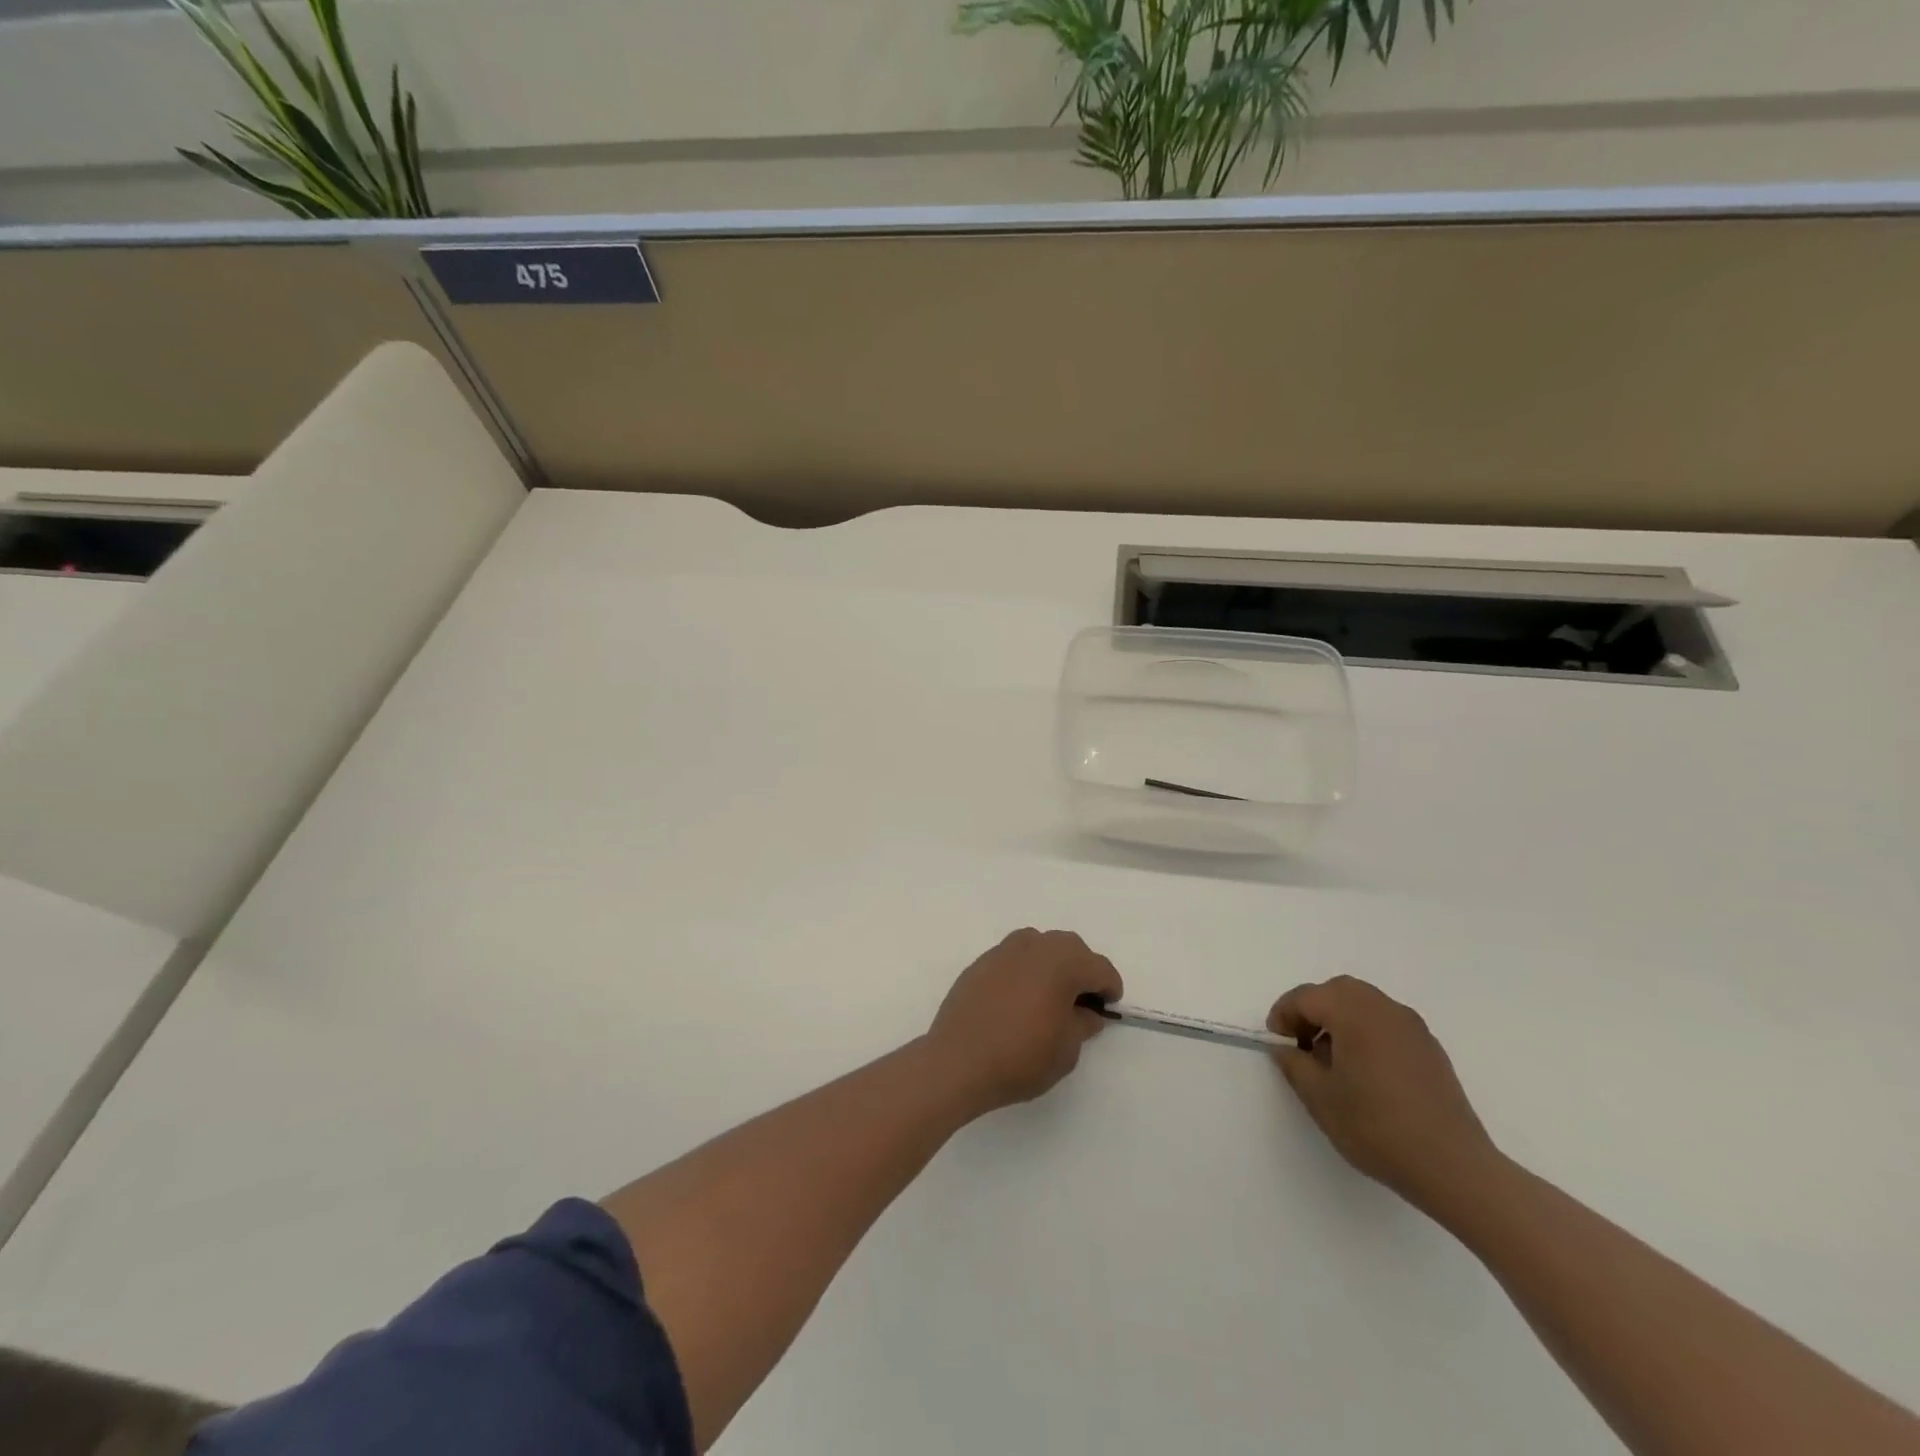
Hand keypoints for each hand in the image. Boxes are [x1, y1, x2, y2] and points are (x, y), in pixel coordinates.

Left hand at [925, 929, 1122, 1113]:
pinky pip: (1013, 957)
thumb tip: (1086, 1012)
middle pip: (1070, 947)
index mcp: (1062, 963)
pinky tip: (1020, 997)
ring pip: (1039, 945)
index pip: (1099, 967)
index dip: (1109, 987)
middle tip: (1082, 1001)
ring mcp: (1003, 951)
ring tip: (1050, 994)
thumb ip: (1082, 1024)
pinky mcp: (980, 963)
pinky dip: (1025, 969)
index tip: (1108, 1008)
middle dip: (1082, 969)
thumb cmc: (1021, 1057)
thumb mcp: (1066, 1050)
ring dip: (1052, 963)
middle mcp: (1034, 947)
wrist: (958, 1061)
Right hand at [1268, 976, 1497, 1212]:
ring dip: (1340, 1020)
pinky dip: (1366, 1031)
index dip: (1284, 1015)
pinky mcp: (1430, 1048)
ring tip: (1332, 1060)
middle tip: (1301, 1044)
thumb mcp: (1320, 1098)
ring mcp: (1413, 1027)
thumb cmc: (1377, 1128)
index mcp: (1354, 1014)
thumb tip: (1286, 1048)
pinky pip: (1387, 1023)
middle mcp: (1385, 1009)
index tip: (1277, 1043)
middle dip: (1313, 1011)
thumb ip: (1294, 1064)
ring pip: (1364, 1004)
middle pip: (1338, 991)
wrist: (1453, 1167)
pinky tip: (1365, 1071)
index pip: (1307, 997)